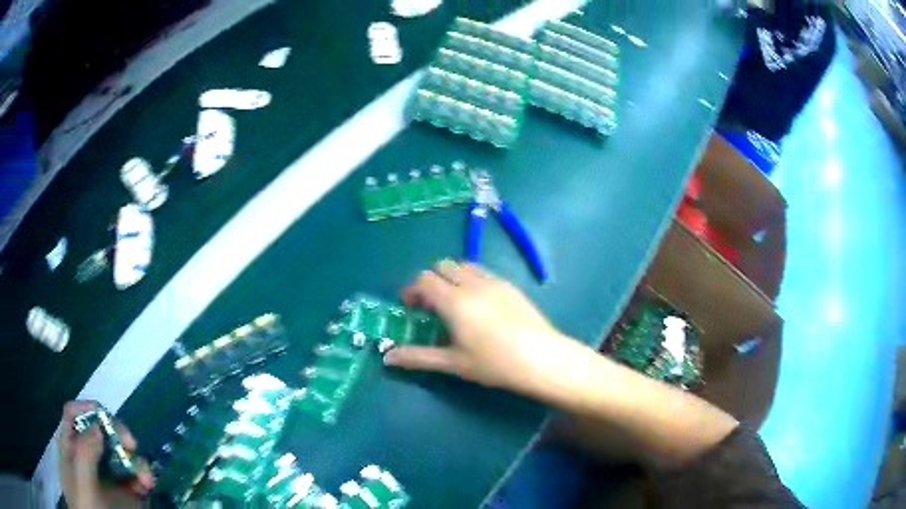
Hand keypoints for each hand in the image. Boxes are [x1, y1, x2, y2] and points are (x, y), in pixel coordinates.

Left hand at [58, 401, 153, 508]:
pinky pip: (132, 477)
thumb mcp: (80, 479)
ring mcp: (105, 474)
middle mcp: (87, 455)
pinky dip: (142, 477)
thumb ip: (85, 452)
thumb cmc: (83, 504)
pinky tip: (146, 487)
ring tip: (145, 478)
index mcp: (71, 445)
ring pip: (120, 455)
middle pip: (101, 431)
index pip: (74, 414)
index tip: (107, 417)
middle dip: (119, 435)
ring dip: (135, 461)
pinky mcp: (121, 492)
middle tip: (132, 446)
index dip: (88, 408)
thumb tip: (98, 426)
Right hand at [383, 260, 574, 394]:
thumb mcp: (453, 363)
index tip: (409, 307)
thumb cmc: (494, 363)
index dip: (411, 289)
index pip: (423, 280)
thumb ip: (418, 357)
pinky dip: (472, 280)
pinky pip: (483, 273)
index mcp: (454, 300)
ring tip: (454, 303)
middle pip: (443, 266)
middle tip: (431, 306)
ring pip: (464, 265)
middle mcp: (472, 283)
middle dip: (430, 280)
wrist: (541, 358)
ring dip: (452, 277)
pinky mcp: (510, 286)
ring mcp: (494, 282)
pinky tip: (480, 306)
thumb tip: (387, 358)